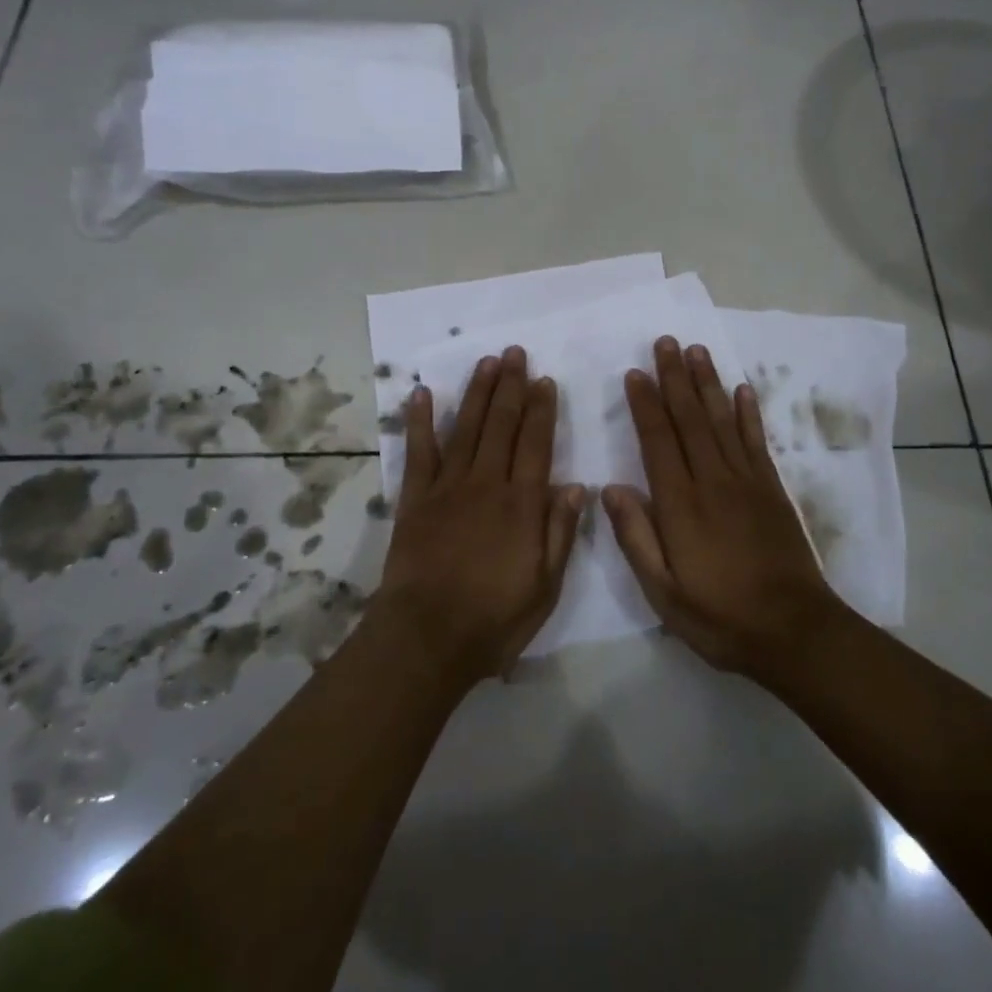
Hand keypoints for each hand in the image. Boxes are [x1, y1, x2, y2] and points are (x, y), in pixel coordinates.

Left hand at [376, 346, 584, 682]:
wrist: (426, 637)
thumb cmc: (494, 618)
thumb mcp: (545, 587)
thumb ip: (560, 533)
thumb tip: (576, 486)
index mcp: (522, 504)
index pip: (536, 444)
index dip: (542, 410)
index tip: (545, 380)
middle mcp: (486, 484)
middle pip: (502, 425)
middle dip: (511, 387)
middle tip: (516, 354)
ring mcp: (447, 488)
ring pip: (467, 429)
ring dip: (478, 393)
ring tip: (487, 362)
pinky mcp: (415, 499)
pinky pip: (419, 452)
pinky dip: (421, 421)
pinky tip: (424, 393)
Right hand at [605, 336, 841, 680]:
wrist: (793, 631)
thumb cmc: (719, 616)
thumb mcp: (663, 592)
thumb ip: (635, 537)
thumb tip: (609, 487)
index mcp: (681, 504)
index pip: (657, 441)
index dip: (645, 405)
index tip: (634, 373)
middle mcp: (713, 481)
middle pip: (690, 419)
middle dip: (675, 378)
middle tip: (665, 342)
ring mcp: (747, 481)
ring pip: (722, 420)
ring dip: (708, 383)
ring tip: (697, 350)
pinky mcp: (772, 489)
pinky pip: (755, 441)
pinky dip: (747, 413)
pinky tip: (741, 389)